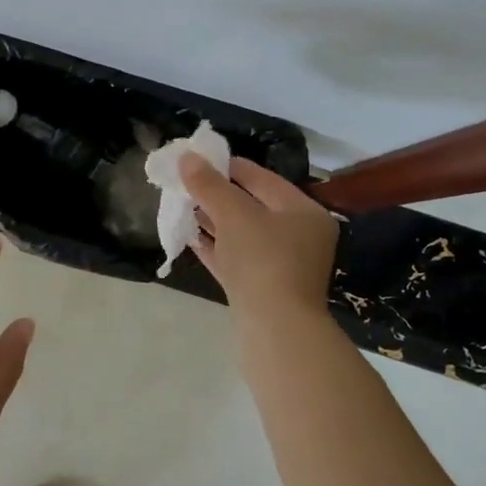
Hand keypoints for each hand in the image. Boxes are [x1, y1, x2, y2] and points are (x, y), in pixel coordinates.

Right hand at [180, 155, 338, 326]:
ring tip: (182, 206)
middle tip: (185, 183)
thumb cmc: (263, 260)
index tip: (198, 159)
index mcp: (303, 212)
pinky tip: (189, 237)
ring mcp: (280, 265)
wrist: (275, 329)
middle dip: (217, 195)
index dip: (229, 166)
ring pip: (242, 234)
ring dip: (213, 221)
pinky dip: (214, 247)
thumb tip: (186, 157)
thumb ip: (209, 185)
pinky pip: (235, 259)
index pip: (263, 178)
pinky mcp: (261, 289)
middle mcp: (298, 236)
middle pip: (252, 206)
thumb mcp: (234, 214)